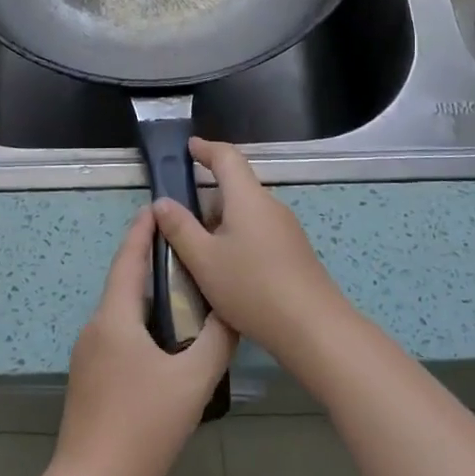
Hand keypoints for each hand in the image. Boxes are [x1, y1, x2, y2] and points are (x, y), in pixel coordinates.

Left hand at [53, 207, 236, 475]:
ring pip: (121, 314)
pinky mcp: (89, 379)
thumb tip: (233, 312)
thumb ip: (217, 342)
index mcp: (114, 318)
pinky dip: (141, 326)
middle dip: (151, 265)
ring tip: (184, 295)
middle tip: (188, 253)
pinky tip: (165, 344)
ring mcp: (87, 355)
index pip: (127, 260)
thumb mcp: (192, 382)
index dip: (141, 231)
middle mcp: (95, 328)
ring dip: (148, 299)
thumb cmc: (143, 426)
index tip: (157, 208)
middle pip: (124, 285)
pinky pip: (117, 337)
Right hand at [151, 138, 351, 366]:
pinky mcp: (293, 252)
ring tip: (197, 251)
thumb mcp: (203, 260)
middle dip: (207, 197)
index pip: (227, 157)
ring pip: (246, 213)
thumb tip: (162, 202)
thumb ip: (179, 228)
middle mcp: (270, 206)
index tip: (189, 147)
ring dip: (220, 223)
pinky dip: (236, 239)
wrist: (313, 328)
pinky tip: (226, 270)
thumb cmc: (252, 287)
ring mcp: (286, 230)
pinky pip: (258, 232)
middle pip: (236, 188)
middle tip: (180, 218)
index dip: (206, 149)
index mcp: (248, 198)